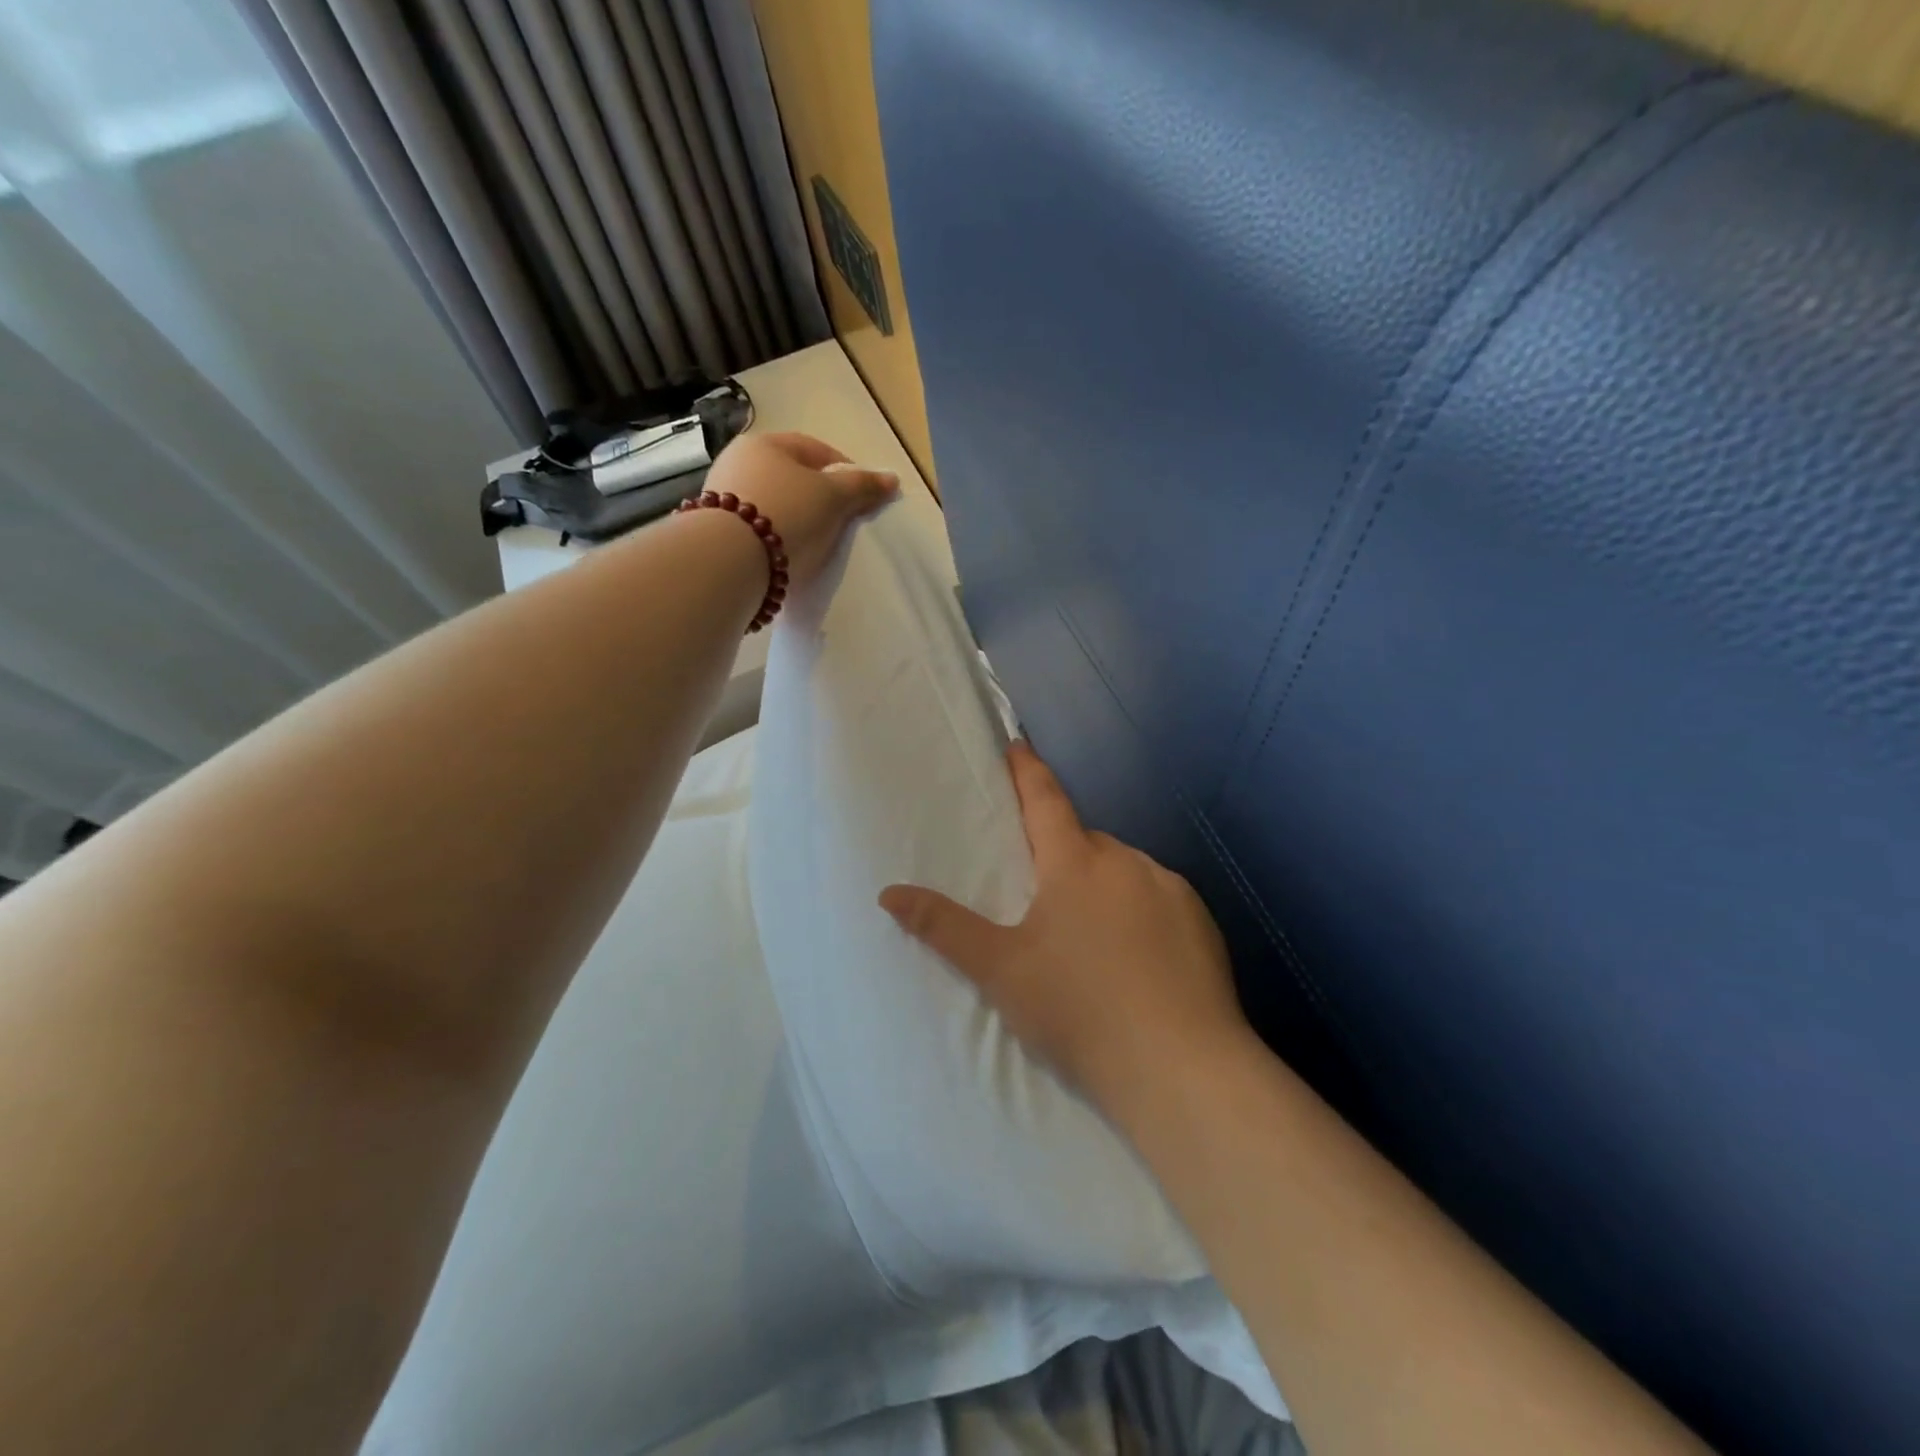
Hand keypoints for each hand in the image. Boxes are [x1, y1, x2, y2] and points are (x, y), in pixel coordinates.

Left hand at [701, 432, 898, 589]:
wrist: (729, 561)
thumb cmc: (787, 514)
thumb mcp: (832, 497)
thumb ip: (862, 487)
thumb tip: (892, 479)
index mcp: (765, 443)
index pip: (815, 449)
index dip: (844, 470)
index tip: (862, 496)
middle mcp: (738, 462)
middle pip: (791, 477)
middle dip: (819, 497)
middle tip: (842, 521)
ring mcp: (722, 497)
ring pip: (773, 503)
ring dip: (796, 519)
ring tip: (816, 543)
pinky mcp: (716, 531)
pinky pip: (757, 530)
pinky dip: (776, 538)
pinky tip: (788, 555)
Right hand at [880, 742, 1251, 1123]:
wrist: (1180, 1069)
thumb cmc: (1079, 1010)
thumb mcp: (1001, 971)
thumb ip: (944, 927)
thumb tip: (888, 891)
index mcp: (1075, 864)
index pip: (1045, 800)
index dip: (1028, 770)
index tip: (1018, 743)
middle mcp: (1126, 862)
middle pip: (1085, 842)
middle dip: (1063, 854)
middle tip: (1045, 896)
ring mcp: (1171, 890)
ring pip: (1124, 871)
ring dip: (1103, 886)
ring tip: (1091, 939)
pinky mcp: (1202, 922)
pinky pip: (1159, 900)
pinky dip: (1141, 912)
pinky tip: (1137, 959)